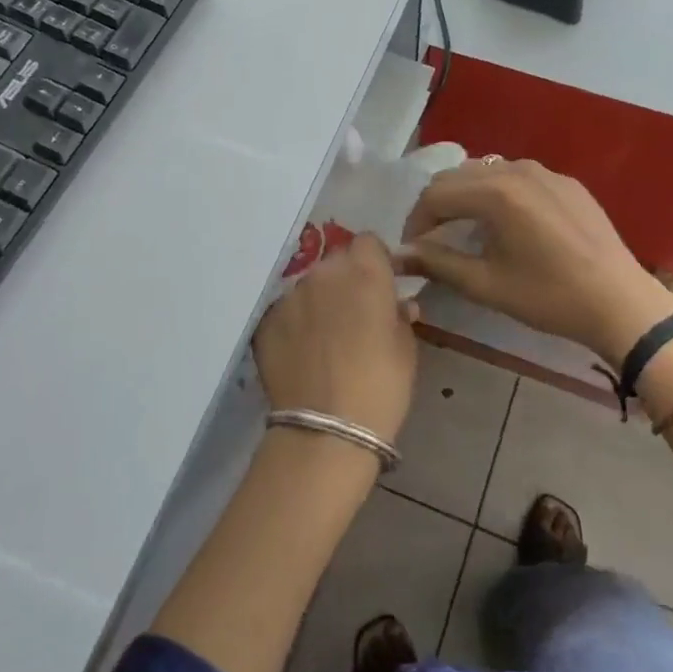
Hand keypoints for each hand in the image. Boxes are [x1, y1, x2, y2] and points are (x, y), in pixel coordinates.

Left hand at [252, 235, 418, 444]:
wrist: (326, 429)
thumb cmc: (381, 387)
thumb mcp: (406, 349)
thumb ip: (400, 316)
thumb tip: (398, 305)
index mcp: (364, 272)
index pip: (368, 242)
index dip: (376, 261)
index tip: (381, 285)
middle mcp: (323, 274)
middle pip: (336, 262)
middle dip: (347, 280)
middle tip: (355, 314)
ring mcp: (290, 296)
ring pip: (309, 286)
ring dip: (319, 301)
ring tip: (326, 338)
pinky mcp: (266, 321)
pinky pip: (286, 311)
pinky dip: (295, 324)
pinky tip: (302, 353)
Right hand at [399, 158, 672, 363]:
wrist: (620, 303)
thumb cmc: (549, 297)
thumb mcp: (486, 284)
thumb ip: (437, 263)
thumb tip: (398, 255)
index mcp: (496, 192)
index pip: (435, 195)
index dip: (416, 222)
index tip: (412, 249)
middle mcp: (517, 169)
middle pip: (457, 176)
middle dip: (436, 205)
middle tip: (431, 239)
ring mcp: (546, 172)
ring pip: (486, 172)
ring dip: (465, 196)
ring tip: (463, 228)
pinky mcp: (566, 182)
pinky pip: (517, 177)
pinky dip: (497, 193)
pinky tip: (504, 223)